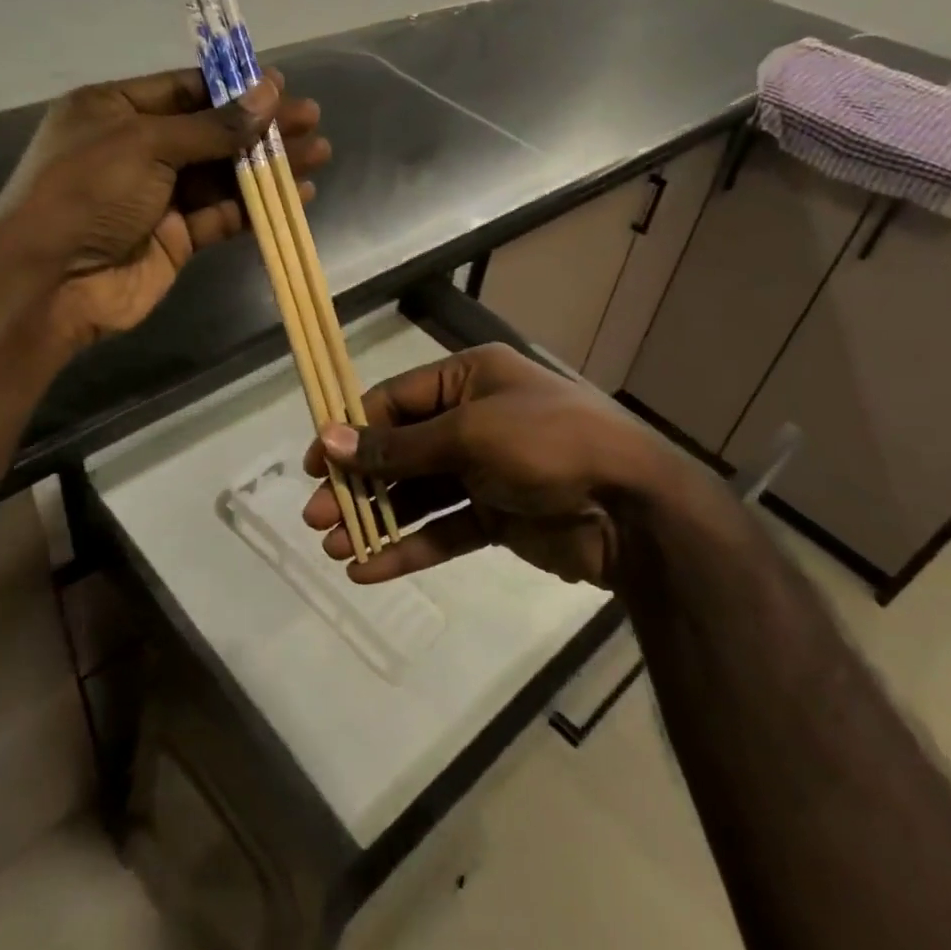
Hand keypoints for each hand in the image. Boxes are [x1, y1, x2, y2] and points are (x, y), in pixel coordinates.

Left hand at [0, 68, 329, 347]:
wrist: (51, 282)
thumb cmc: (88, 192)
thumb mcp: (146, 144)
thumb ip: (213, 126)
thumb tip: (270, 92)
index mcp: (115, 110)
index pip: (185, 90)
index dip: (233, 88)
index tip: (280, 87)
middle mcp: (137, 149)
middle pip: (211, 131)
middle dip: (261, 126)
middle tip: (311, 119)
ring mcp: (157, 196)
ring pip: (223, 174)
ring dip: (268, 165)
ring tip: (318, 154)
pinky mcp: (176, 238)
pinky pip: (222, 214)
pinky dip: (257, 206)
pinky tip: (296, 195)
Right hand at [302, 343, 708, 586]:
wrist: (635, 508)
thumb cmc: (549, 444)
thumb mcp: (469, 434)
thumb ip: (398, 446)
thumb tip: (330, 440)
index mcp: (470, 379)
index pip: (395, 401)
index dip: (352, 431)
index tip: (316, 465)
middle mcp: (474, 419)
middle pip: (401, 451)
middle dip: (359, 483)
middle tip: (317, 516)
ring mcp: (486, 471)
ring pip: (418, 494)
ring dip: (377, 519)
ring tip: (333, 547)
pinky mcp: (498, 516)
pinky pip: (444, 529)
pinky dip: (409, 547)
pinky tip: (369, 570)